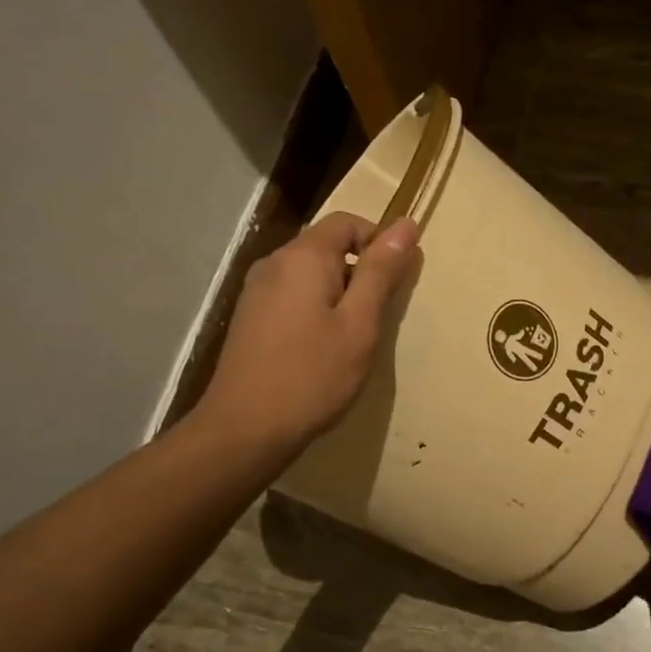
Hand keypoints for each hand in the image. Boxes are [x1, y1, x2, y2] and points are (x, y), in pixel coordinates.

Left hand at [194, 212, 420, 457]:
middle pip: (327, 245)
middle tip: (379, 315)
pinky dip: (317, 307)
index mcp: (303, 257)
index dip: (379, 241)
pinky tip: (323, 347)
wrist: (245, 429)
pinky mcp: (251, 317)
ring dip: (340, 292)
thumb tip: (405, 224)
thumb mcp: (360, 323)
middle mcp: (275, 263)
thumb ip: (381, 272)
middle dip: (360, 269)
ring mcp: (257, 290)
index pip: (347, 222)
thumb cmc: (312, 375)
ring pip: (310, 273)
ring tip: (354, 335)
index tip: (397, 280)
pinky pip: (293, 294)